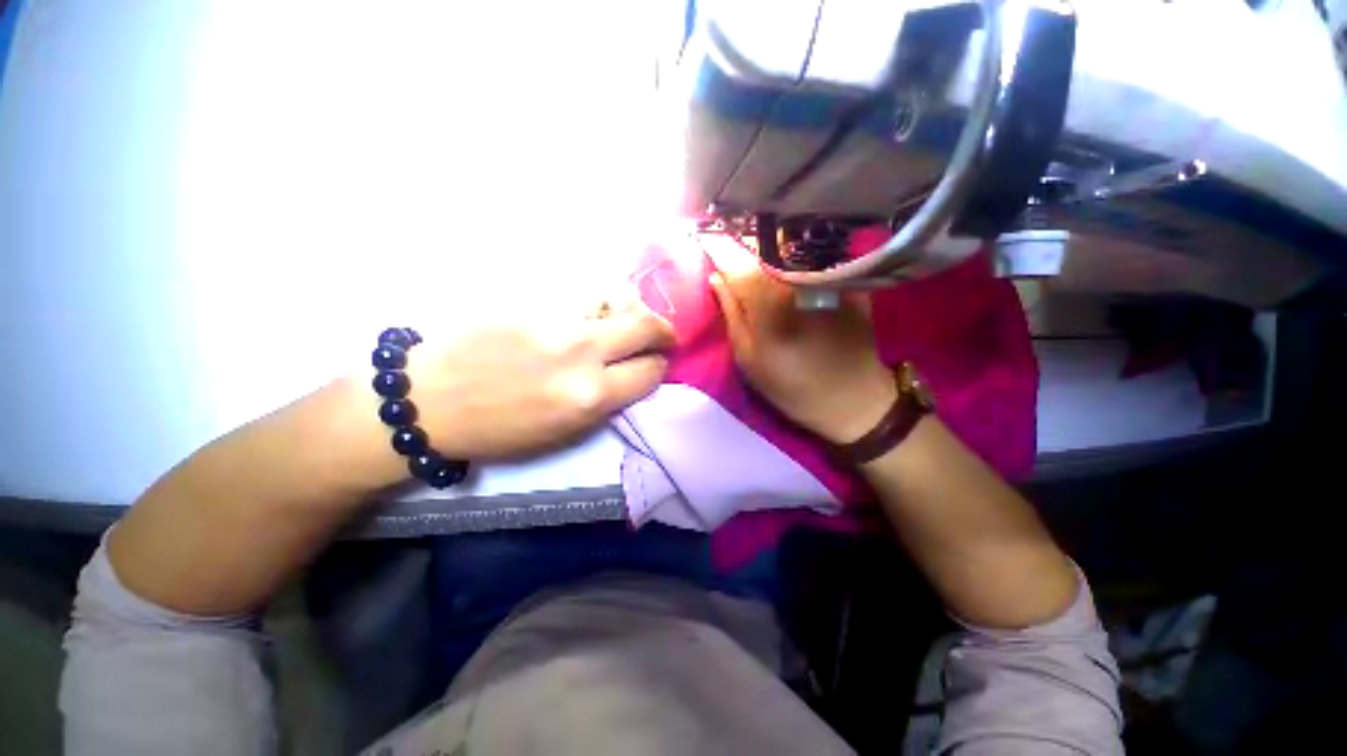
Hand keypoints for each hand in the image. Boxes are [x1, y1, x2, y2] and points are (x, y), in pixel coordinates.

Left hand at [406, 294, 674, 459]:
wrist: (426, 399)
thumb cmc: (499, 429)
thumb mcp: (565, 432)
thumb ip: (607, 401)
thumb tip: (632, 374)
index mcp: (589, 397)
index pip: (650, 370)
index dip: (658, 367)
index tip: (654, 364)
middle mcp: (581, 353)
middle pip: (646, 326)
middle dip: (662, 330)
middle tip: (659, 334)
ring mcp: (555, 320)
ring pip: (617, 301)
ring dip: (629, 313)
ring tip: (620, 321)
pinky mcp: (530, 299)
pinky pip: (580, 296)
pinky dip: (593, 306)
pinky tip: (581, 314)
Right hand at [704, 237, 895, 444]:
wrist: (853, 400)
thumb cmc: (793, 387)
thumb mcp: (750, 360)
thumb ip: (732, 315)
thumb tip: (717, 279)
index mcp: (769, 302)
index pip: (735, 260)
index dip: (717, 247)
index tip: (703, 236)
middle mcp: (799, 279)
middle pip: (763, 245)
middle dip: (742, 240)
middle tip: (728, 240)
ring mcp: (829, 275)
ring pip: (789, 245)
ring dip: (768, 241)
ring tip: (755, 245)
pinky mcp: (849, 278)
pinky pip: (816, 253)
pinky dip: (798, 250)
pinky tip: (790, 253)